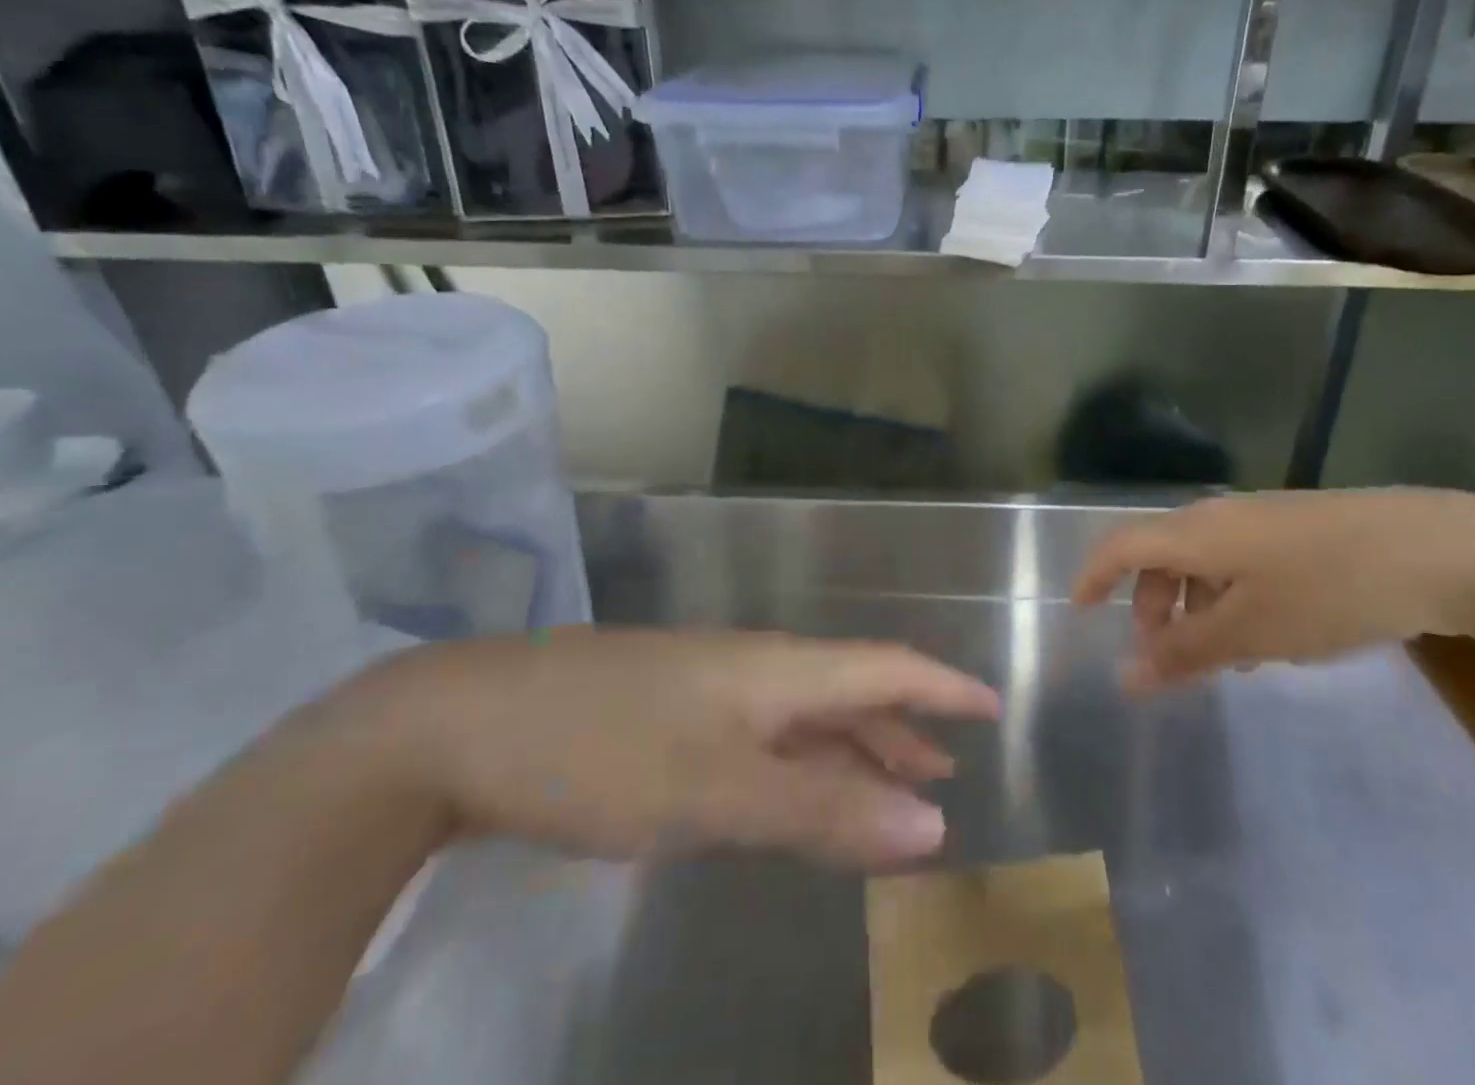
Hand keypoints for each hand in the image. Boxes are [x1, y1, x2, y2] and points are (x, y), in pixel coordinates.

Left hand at [350, 629, 1001, 868]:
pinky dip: (798, 770)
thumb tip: (933, 826)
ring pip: (804, 720)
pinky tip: (793, 794)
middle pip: (850, 694)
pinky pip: (762, 741)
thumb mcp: (720, 791)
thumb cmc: (604, 750)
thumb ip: (825, 811)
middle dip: (903, 731)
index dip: (942, 688)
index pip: (886, 668)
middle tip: (945, 773)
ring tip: (890, 789)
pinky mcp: (670, 721)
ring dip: (852, 753)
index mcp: (778, 671)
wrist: (462, 726)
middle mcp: (755, 672)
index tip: (991, 708)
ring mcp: (709, 693)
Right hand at [1071, 489, 1474, 689]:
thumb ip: (1185, 653)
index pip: (1121, 545)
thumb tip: (1126, 677)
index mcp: (1196, 532)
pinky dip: (1231, 599)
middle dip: (1150, 605)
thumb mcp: (1251, 631)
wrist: (1437, 548)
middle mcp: (1219, 517)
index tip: (1079, 615)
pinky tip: (1267, 637)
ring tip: (1222, 660)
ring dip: (1194, 607)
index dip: (1093, 576)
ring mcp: (1261, 520)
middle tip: (1164, 658)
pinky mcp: (1296, 530)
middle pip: (1161, 555)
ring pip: (1203, 562)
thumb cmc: (1329, 590)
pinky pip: (1240, 562)